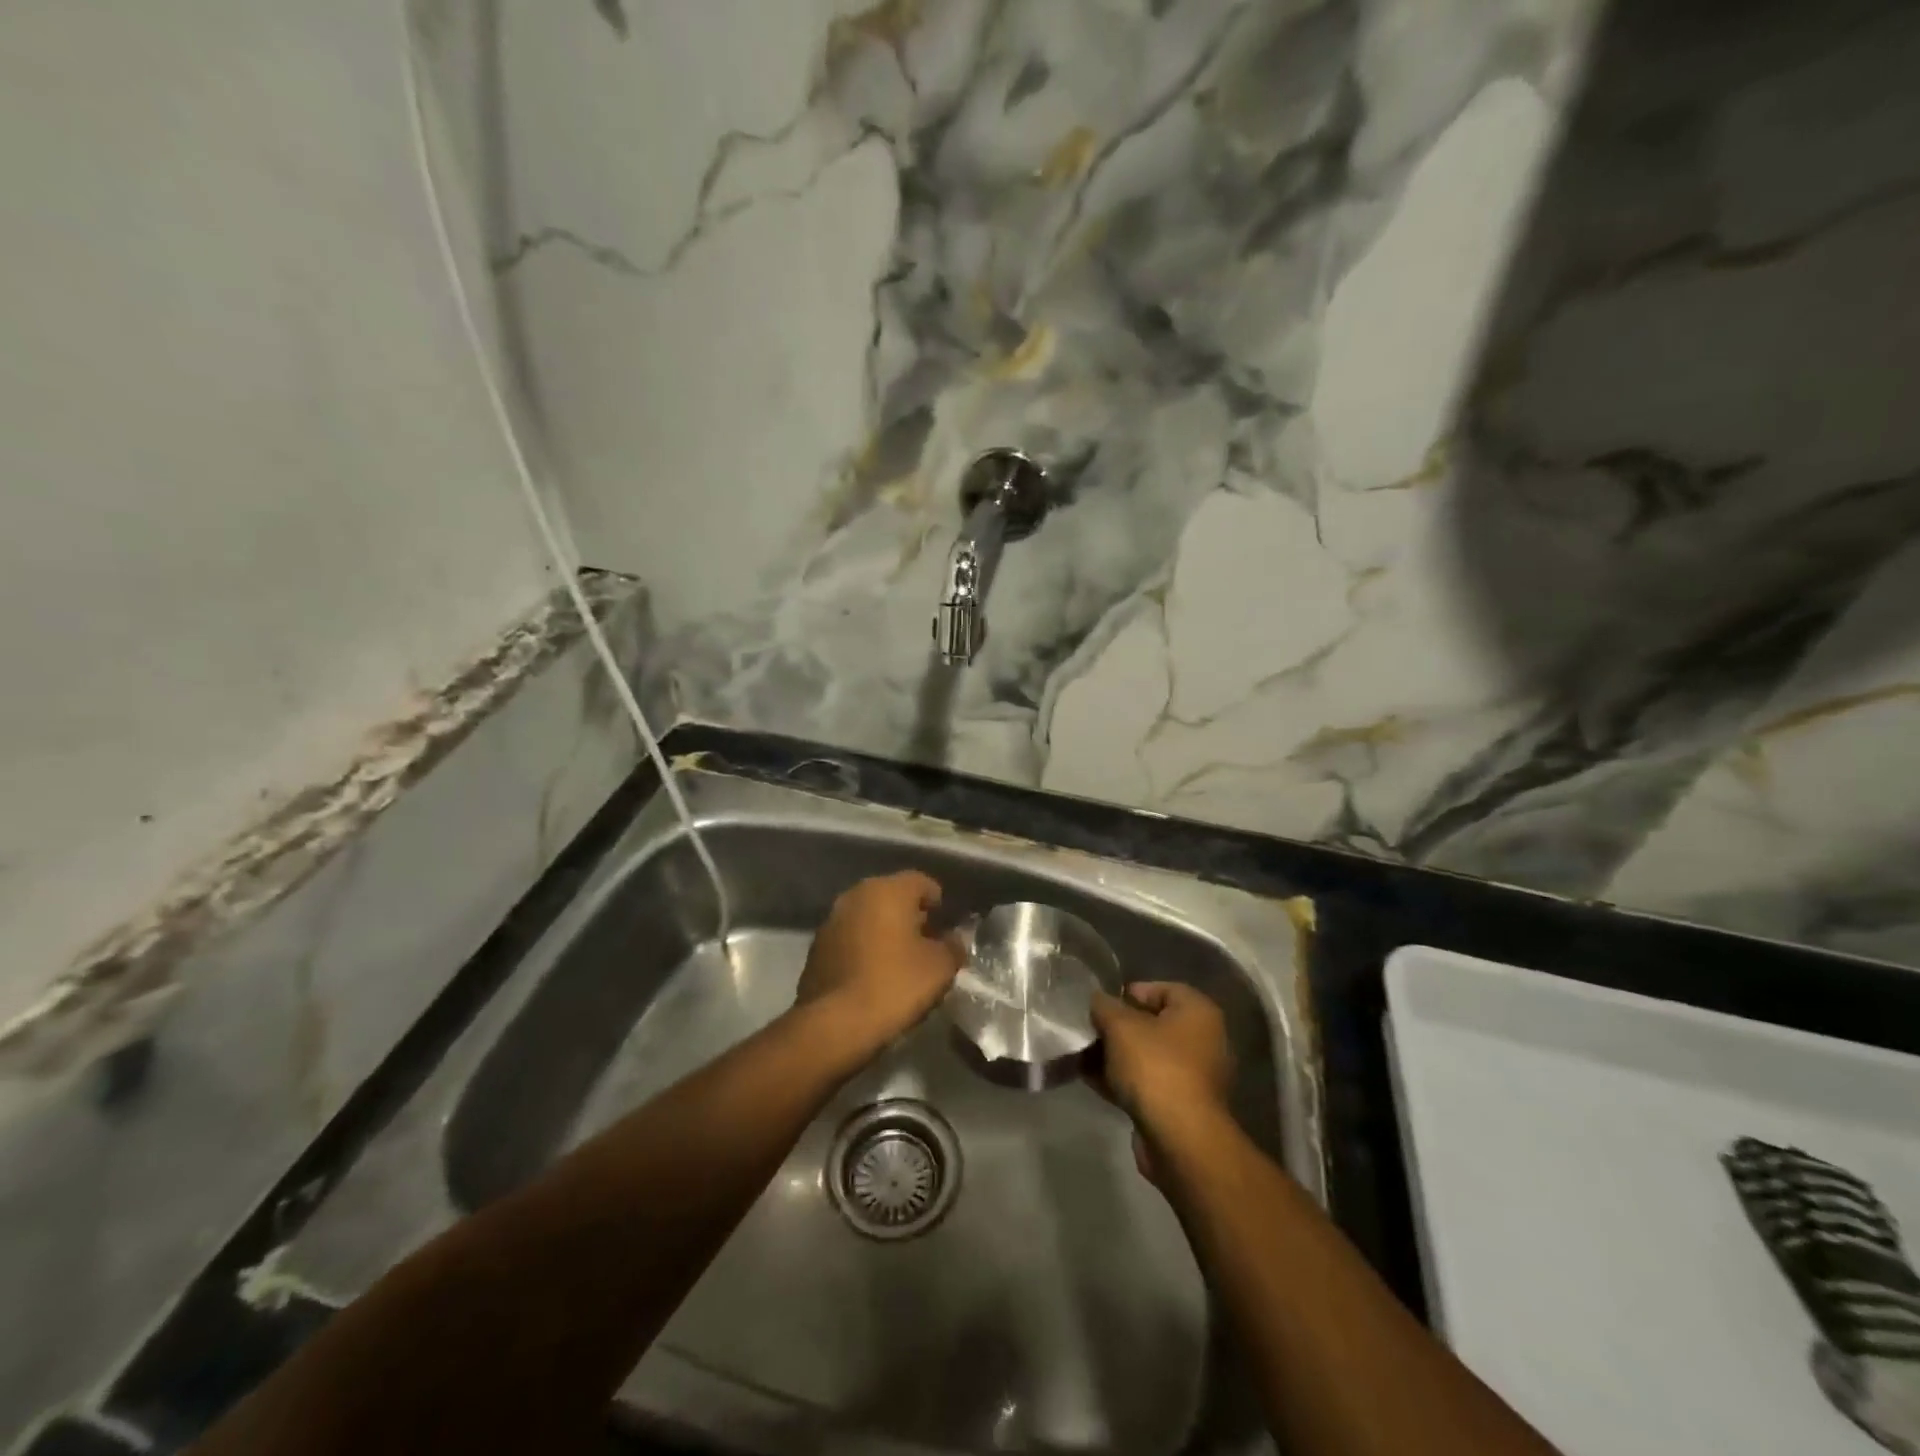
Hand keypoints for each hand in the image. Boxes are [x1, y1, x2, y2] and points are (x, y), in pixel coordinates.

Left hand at [796, 871, 963, 1051]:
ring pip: (868, 916)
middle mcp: (856, 895)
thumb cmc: (894, 985)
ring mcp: (831, 920)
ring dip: (884, 931)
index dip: (938, 902)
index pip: (921, 881)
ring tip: (901, 960)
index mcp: (888, 890)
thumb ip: (953, 946)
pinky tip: (874, 974)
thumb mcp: (940, 968)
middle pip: (891, 896)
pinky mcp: (816, 947)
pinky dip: (864, 947)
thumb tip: (953, 939)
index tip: (947, 925)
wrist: (834, 1024)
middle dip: (910, 915)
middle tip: (927, 942)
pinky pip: (850, 938)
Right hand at [1091, 982, 1234, 1180]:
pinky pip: (1147, 1083)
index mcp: (1198, 1012)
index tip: (1102, 1004)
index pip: (1163, 989)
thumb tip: (1097, 1000)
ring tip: (1082, 1055)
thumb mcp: (1120, 1026)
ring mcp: (1194, 1077)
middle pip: (1153, 1024)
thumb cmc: (1155, 1067)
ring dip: (1116, 1055)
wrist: (1179, 1139)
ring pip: (1147, 1056)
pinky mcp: (1181, 1106)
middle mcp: (1203, 1040)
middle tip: (1089, 1029)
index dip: (1130, 992)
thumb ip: (1105, 1006)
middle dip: (1118, 1027)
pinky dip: (1123, 1080)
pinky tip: (1092, 1080)